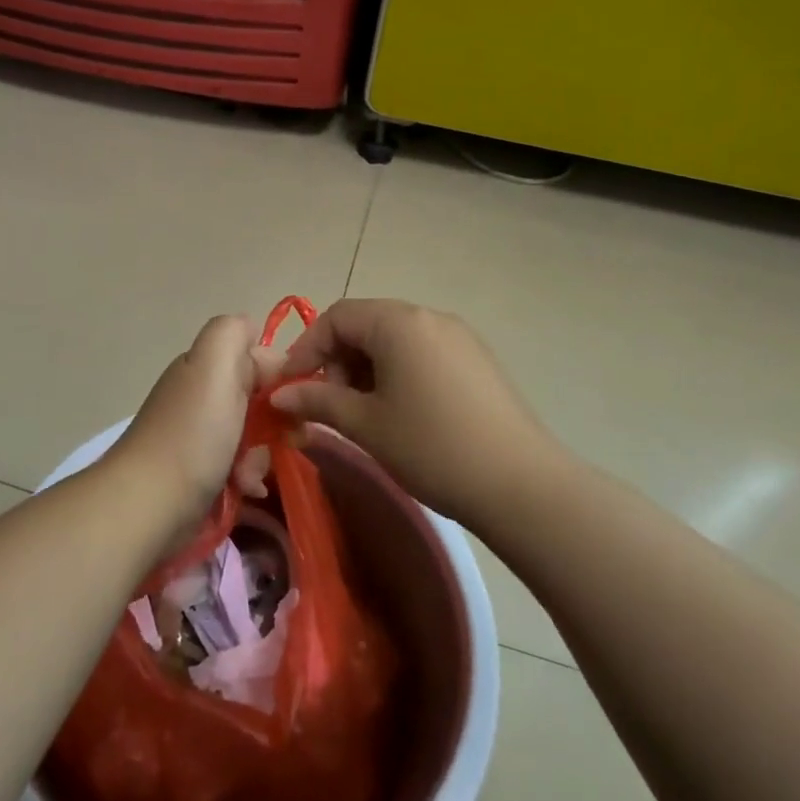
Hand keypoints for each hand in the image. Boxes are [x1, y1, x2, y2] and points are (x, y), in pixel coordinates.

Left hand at [108, 315, 282, 525]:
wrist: (148, 506)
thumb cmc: (191, 435)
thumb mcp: (214, 366)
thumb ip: (234, 334)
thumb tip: (255, 337)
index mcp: (204, 365)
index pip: (258, 356)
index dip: (281, 375)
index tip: (296, 400)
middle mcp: (201, 394)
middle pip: (258, 398)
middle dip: (274, 421)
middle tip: (283, 442)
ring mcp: (198, 435)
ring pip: (252, 435)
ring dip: (262, 455)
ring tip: (250, 476)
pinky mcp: (200, 472)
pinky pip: (238, 466)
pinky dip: (247, 477)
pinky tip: (246, 490)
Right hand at [271, 299, 561, 523]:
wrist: (520, 484)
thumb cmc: (431, 446)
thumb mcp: (365, 424)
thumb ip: (317, 400)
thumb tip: (279, 393)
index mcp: (399, 322)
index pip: (336, 317)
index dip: (306, 349)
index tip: (292, 387)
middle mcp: (430, 317)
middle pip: (366, 324)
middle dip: (337, 360)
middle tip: (329, 405)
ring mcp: (459, 336)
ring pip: (395, 340)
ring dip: (367, 369)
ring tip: (363, 413)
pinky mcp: (477, 360)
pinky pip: (423, 353)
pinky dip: (398, 373)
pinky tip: (401, 413)